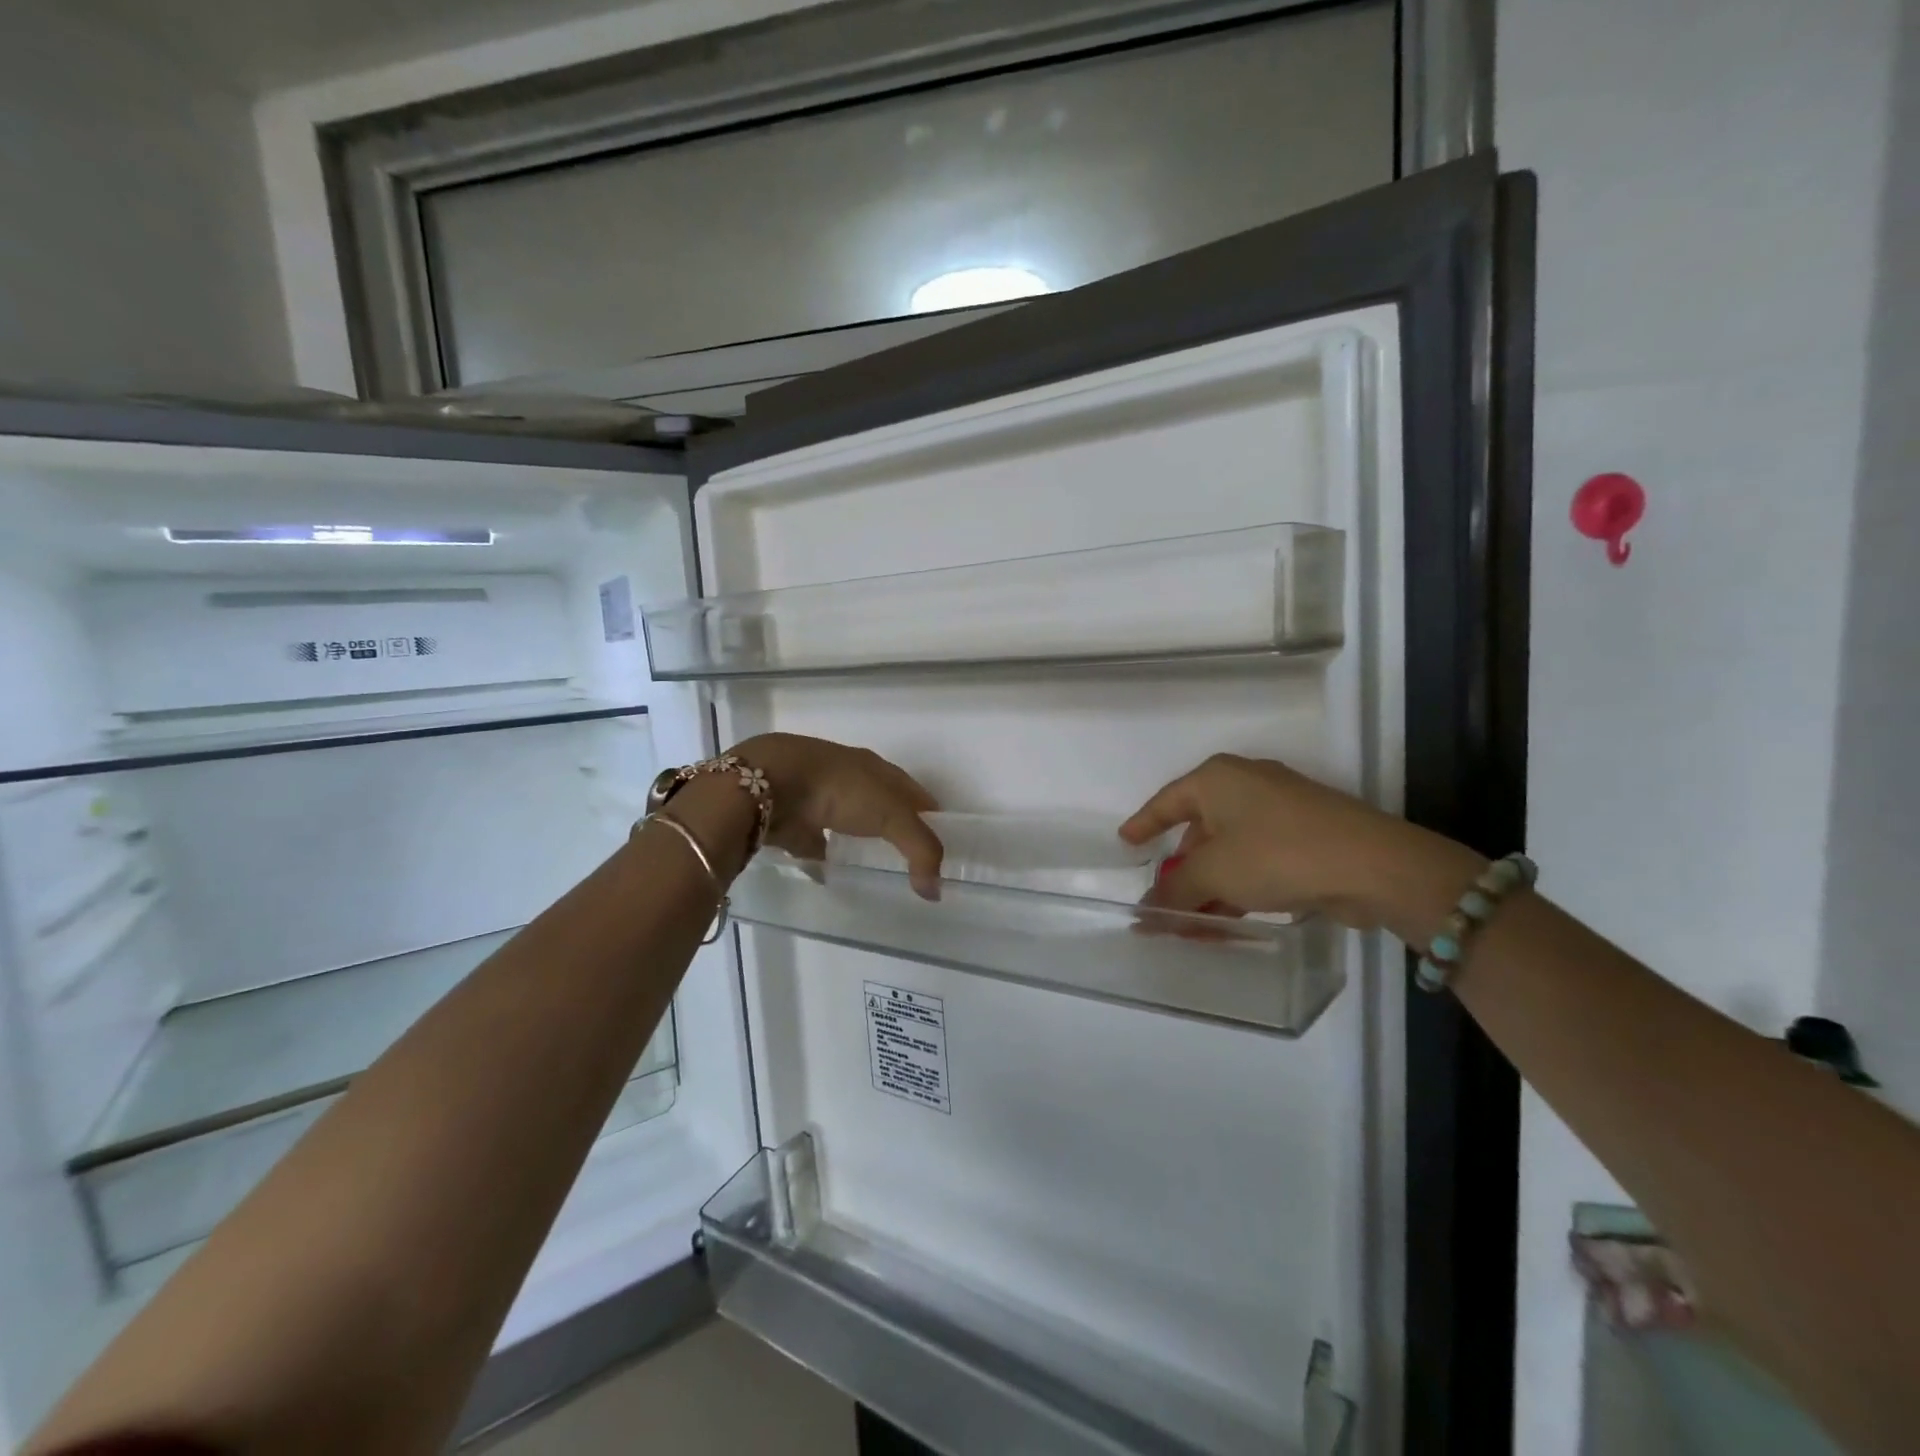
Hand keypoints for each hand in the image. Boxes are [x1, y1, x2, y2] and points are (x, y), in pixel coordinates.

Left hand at [734, 733, 944, 892]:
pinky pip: (815, 843)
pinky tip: (833, 874)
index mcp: (877, 770)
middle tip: (911, 861)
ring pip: (848, 822)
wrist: (771, 782)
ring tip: (874, 866)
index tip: (943, 844)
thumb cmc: (841, 790)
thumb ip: (920, 851)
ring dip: (859, 839)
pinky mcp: (793, 821)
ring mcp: (819, 799)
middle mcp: (850, 780)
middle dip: (895, 828)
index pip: (914, 793)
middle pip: (882, 806)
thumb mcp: (893, 816)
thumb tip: (936, 892)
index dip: (930, 816)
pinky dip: (824, 857)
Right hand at [1120, 754, 1482, 936]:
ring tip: (1195, 923)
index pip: (1166, 801)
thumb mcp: (1214, 873)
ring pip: (1229, 849)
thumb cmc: (1277, 853)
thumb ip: (1174, 890)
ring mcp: (1280, 809)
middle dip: (1181, 870)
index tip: (1125, 843)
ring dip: (1210, 886)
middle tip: (1165, 900)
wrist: (1373, 865)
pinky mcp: (1306, 835)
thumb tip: (1147, 911)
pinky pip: (1256, 859)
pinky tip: (1231, 917)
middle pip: (1199, 830)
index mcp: (1217, 778)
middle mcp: (1246, 785)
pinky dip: (1239, 885)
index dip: (1143, 824)